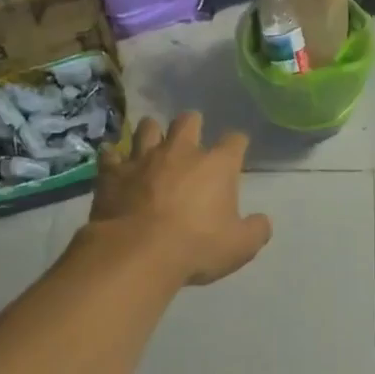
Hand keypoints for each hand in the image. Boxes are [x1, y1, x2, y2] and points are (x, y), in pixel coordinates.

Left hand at [89, 112, 271, 285]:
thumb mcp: (240, 247)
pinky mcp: (113, 172)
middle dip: (193, 124)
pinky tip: (115, 164)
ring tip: (153, 143)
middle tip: (192, 138)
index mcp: (217, 165)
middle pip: (189, 120)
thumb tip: (263, 222)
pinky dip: (114, 157)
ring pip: (148, 127)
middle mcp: (181, 151)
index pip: (235, 140)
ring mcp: (143, 158)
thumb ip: (256, 230)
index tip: (237, 150)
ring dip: (152, 132)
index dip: (238, 143)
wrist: (137, 253)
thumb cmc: (196, 247)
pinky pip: (111, 154)